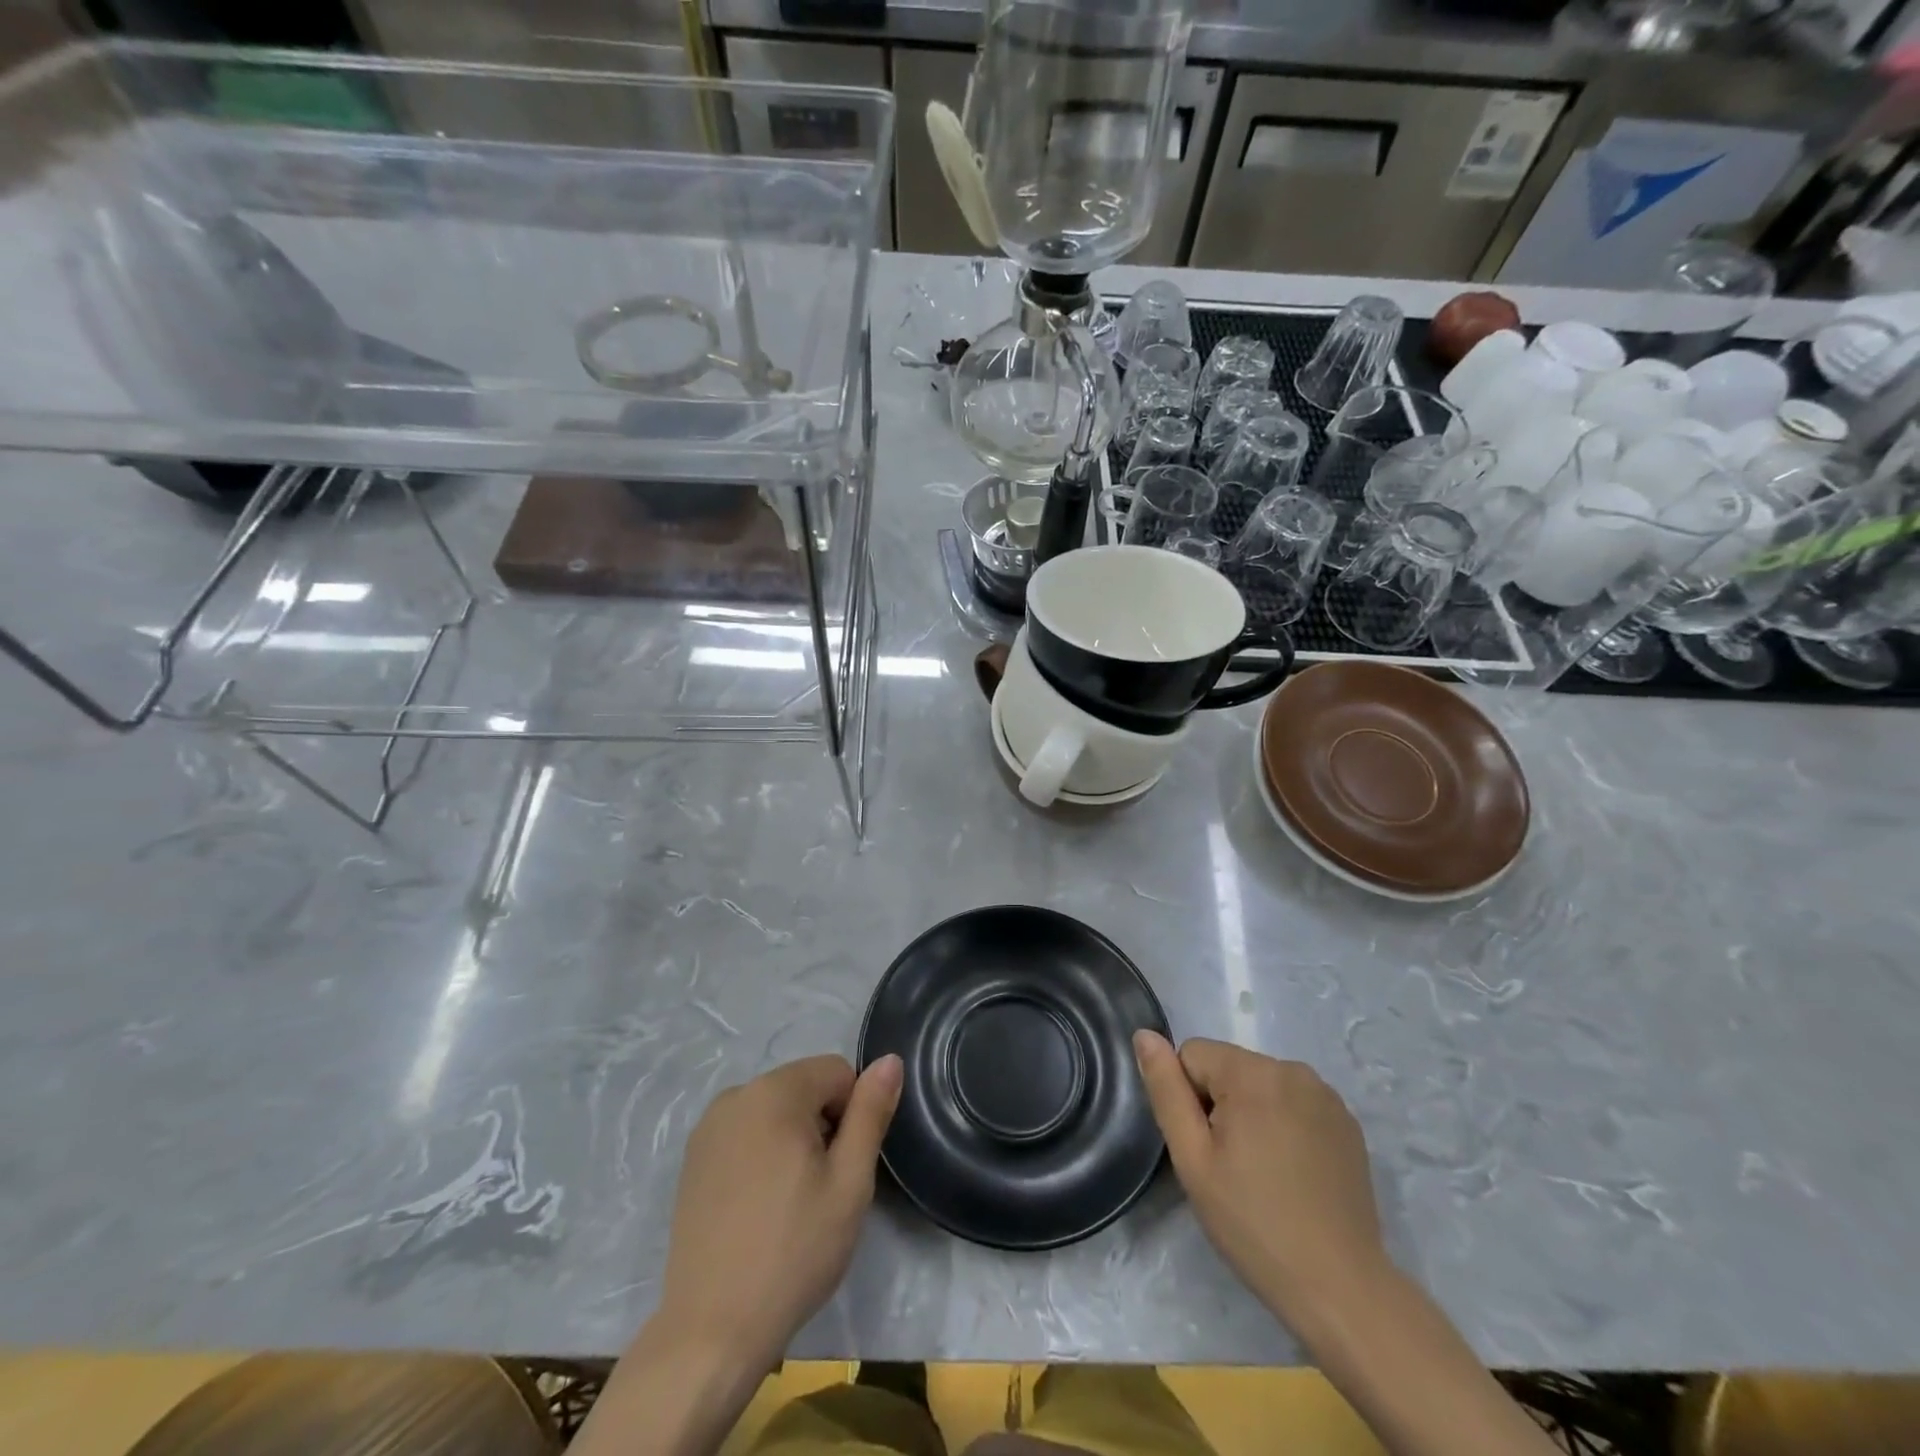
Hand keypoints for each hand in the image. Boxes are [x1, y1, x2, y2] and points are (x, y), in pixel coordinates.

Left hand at [658, 1053, 902, 1365]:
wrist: (712, 1330)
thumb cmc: (793, 1251)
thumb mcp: (850, 1182)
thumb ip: (871, 1112)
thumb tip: (890, 1060)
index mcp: (775, 1091)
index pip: (837, 1072)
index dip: (854, 1114)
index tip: (844, 1167)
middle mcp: (736, 1095)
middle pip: (804, 1087)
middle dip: (822, 1126)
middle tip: (821, 1190)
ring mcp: (708, 1128)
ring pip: (775, 1111)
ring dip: (793, 1140)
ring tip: (791, 1202)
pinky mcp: (693, 1160)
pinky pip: (745, 1134)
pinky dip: (762, 1155)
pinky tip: (760, 1208)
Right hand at [1134, 1032, 1384, 1322]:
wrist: (1340, 1288)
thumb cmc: (1253, 1223)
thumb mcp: (1192, 1158)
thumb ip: (1166, 1090)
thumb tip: (1144, 1035)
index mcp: (1253, 1072)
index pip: (1192, 1055)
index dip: (1188, 1100)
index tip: (1208, 1148)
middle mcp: (1293, 1069)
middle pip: (1228, 1066)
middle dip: (1221, 1105)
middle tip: (1232, 1165)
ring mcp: (1326, 1095)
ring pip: (1260, 1083)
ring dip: (1252, 1113)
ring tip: (1263, 1171)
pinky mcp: (1347, 1122)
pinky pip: (1294, 1102)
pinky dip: (1284, 1124)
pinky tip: (1293, 1173)